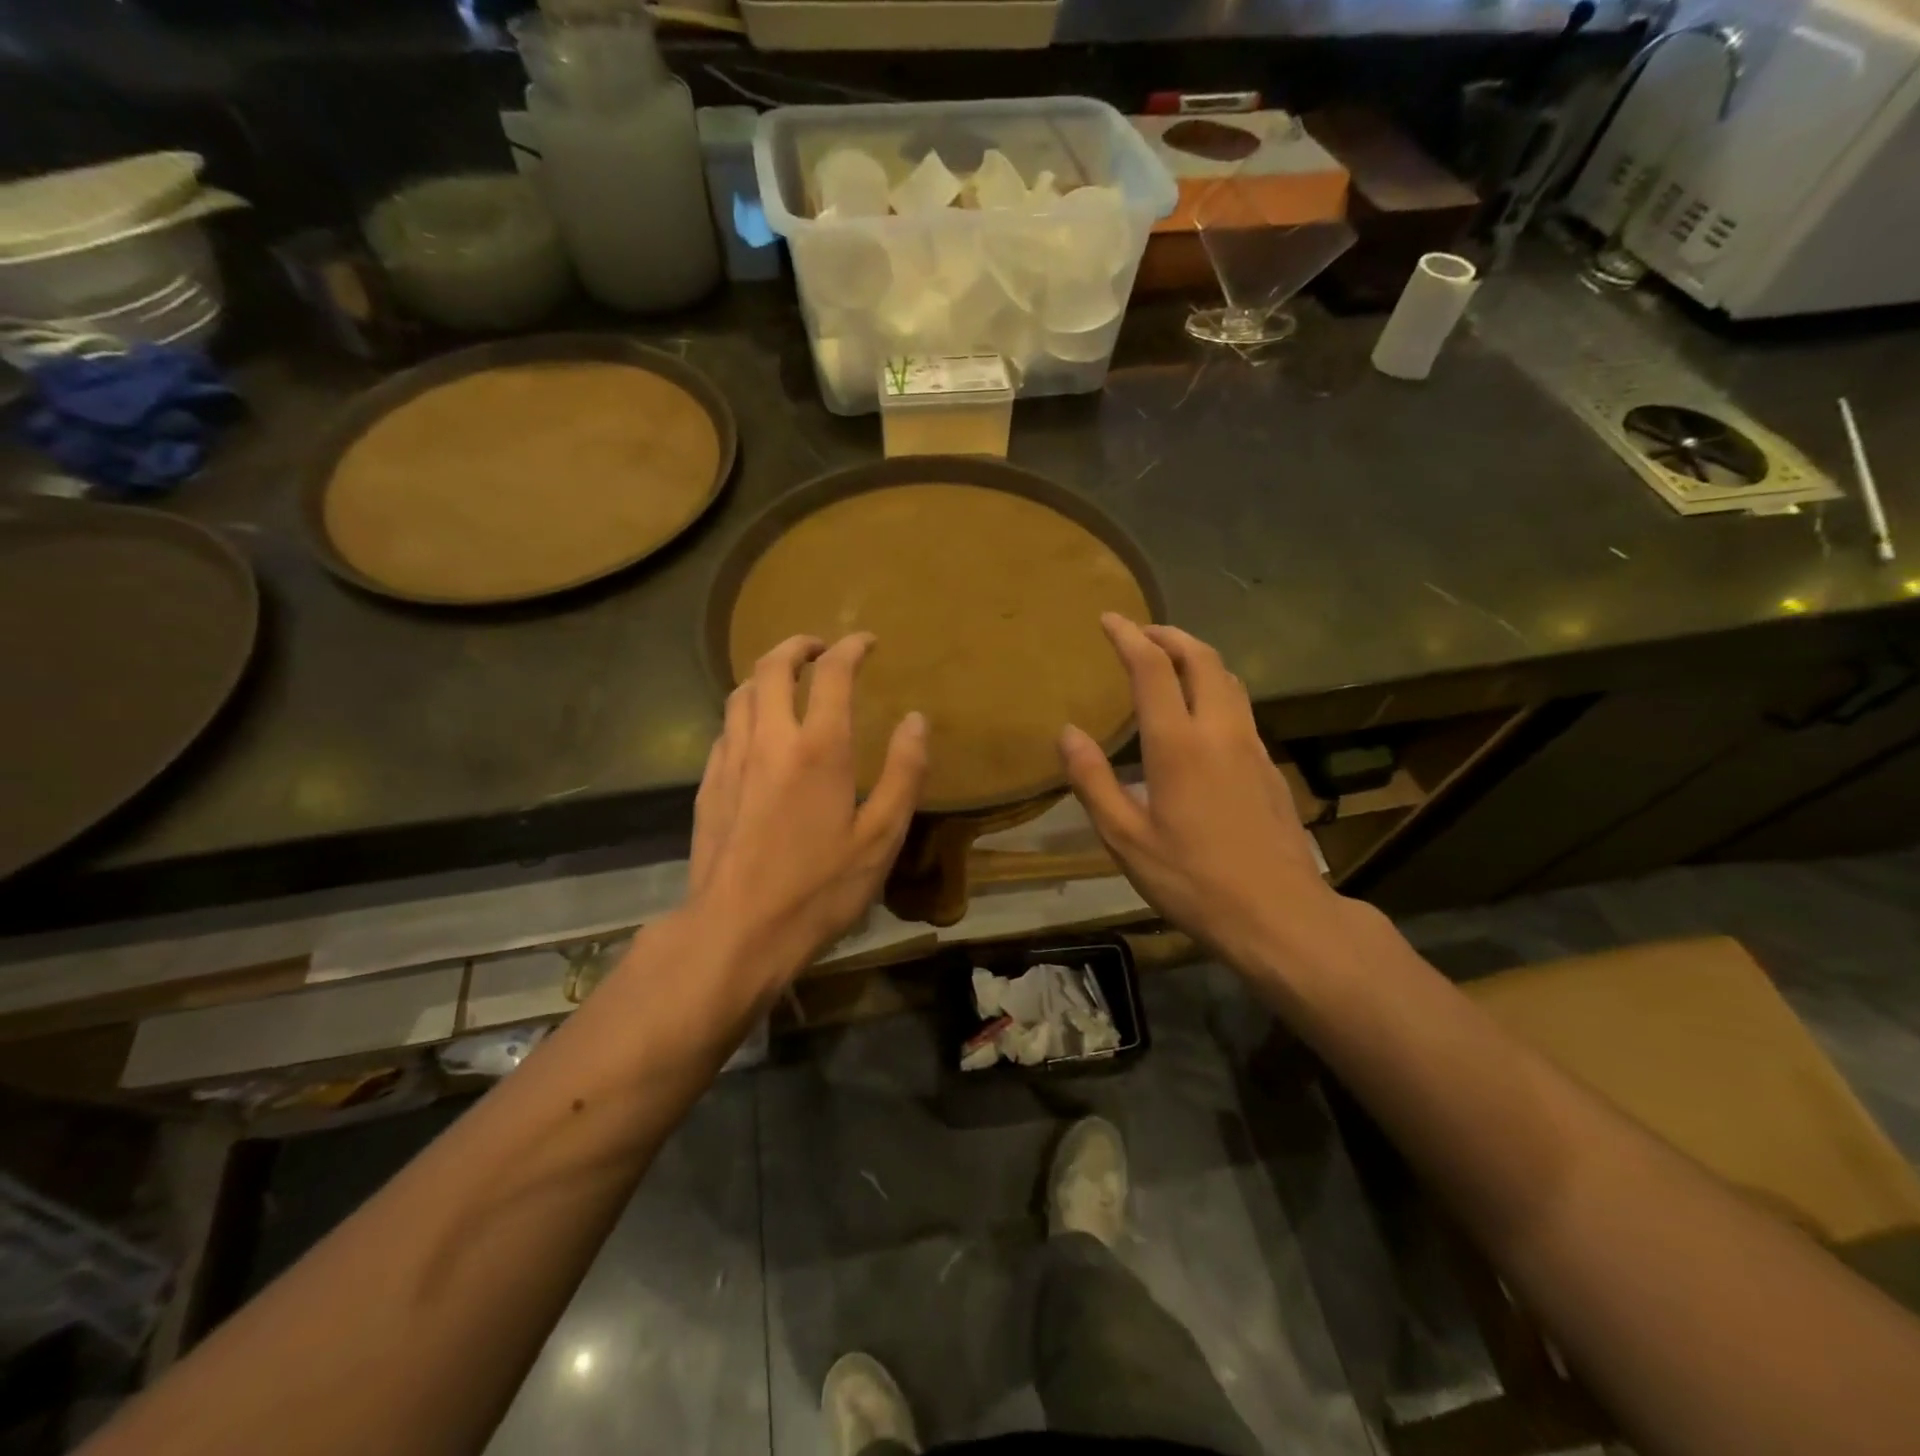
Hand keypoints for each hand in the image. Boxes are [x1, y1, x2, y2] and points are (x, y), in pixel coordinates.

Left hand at [688, 633, 926, 991]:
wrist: (735, 932)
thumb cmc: (818, 888)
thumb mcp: (880, 837)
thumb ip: (903, 773)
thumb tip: (915, 720)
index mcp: (818, 748)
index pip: (833, 674)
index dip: (851, 648)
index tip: (867, 642)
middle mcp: (769, 739)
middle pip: (772, 666)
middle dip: (798, 646)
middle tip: (820, 649)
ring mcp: (730, 760)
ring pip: (741, 693)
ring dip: (767, 674)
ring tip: (788, 681)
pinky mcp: (708, 785)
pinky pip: (726, 728)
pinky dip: (746, 712)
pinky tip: (757, 733)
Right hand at [1059, 615, 1336, 971]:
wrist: (1280, 915)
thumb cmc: (1192, 880)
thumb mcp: (1126, 839)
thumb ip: (1093, 781)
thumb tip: (1067, 733)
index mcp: (1178, 744)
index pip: (1153, 668)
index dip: (1129, 637)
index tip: (1109, 619)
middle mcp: (1220, 731)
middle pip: (1202, 659)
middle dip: (1170, 635)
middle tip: (1142, 633)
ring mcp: (1252, 747)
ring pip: (1229, 679)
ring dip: (1197, 658)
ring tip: (1171, 662)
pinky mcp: (1269, 767)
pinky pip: (1240, 708)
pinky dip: (1215, 689)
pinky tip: (1201, 717)